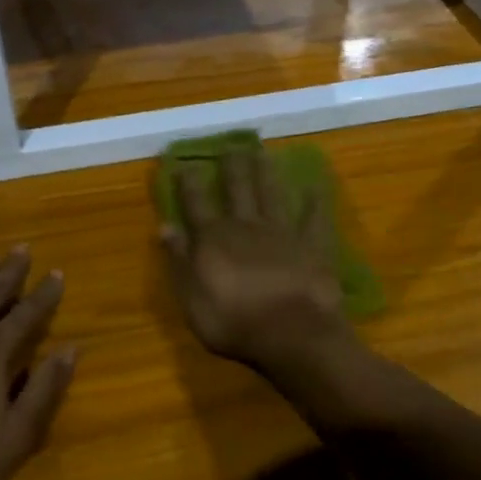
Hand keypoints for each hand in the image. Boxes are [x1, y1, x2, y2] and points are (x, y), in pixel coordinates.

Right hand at [160, 149, 357, 377]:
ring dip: (266, 173)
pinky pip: (314, 218)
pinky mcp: (312, 245)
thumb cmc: (234, 323)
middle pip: (237, 189)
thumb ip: (179, 261)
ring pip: (272, 194)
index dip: (189, 183)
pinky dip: (315, 202)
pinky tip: (316, 185)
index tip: (185, 162)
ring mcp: (282, 232)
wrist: (292, 335)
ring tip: (263, 152)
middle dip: (232, 166)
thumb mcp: (192, 298)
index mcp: (213, 239)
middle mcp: (246, 226)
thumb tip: (165, 226)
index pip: (196, 204)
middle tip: (230, 144)